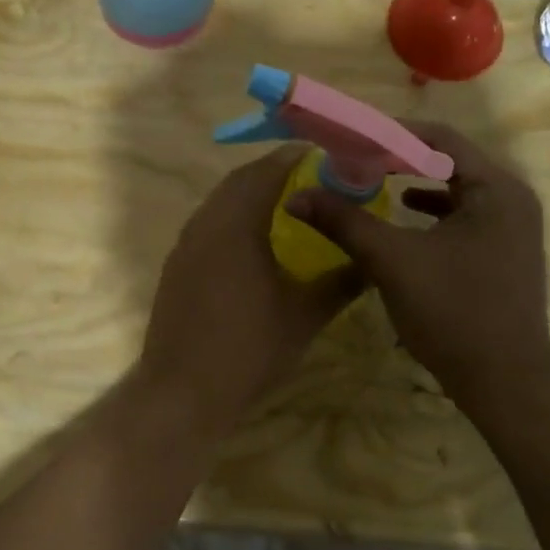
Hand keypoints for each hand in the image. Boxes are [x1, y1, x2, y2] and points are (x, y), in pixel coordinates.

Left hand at [138, 149, 360, 419]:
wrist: (182, 392)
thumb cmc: (249, 349)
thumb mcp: (305, 316)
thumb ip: (342, 281)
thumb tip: (373, 261)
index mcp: (236, 224)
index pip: (266, 171)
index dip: (295, 158)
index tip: (325, 157)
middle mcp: (206, 223)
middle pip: (239, 181)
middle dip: (274, 172)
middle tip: (311, 179)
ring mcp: (185, 244)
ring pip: (220, 202)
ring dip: (250, 194)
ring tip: (288, 206)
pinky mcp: (177, 265)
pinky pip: (208, 224)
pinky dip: (233, 218)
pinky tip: (255, 243)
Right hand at [287, 122, 549, 412]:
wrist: (505, 385)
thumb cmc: (452, 313)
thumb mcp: (391, 261)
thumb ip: (344, 222)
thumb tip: (296, 196)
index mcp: (496, 189)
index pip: (440, 138)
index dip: (391, 134)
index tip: (350, 141)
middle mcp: (512, 198)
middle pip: (449, 160)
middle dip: (399, 158)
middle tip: (355, 160)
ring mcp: (512, 227)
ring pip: (456, 188)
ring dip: (414, 182)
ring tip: (372, 182)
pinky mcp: (504, 251)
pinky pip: (463, 214)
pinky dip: (431, 210)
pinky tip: (402, 216)